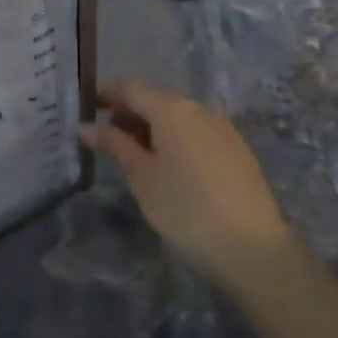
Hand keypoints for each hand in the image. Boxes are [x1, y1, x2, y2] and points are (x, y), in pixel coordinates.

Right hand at [80, 81, 295, 289]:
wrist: (253, 249)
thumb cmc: (185, 208)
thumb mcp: (141, 176)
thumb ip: (114, 145)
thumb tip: (85, 127)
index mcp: (172, 109)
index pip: (130, 89)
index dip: (105, 95)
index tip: (85, 110)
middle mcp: (199, 110)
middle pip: (155, 100)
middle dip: (128, 114)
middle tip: (104, 139)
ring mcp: (223, 129)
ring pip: (177, 117)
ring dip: (151, 128)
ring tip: (132, 156)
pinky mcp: (236, 151)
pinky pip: (196, 133)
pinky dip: (174, 140)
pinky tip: (166, 167)